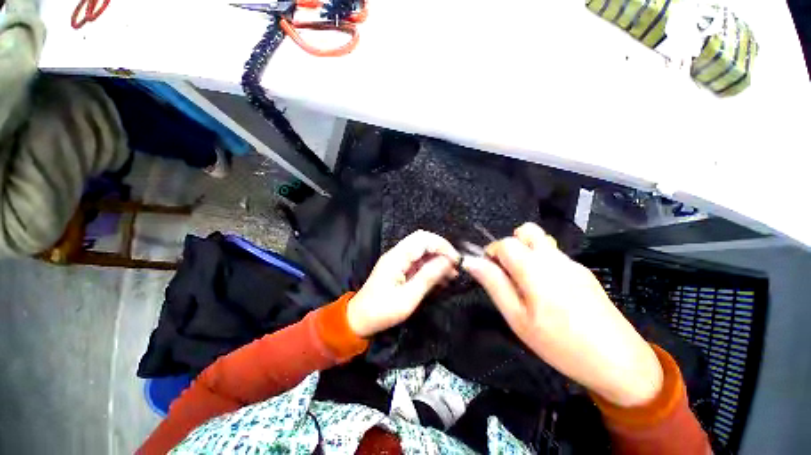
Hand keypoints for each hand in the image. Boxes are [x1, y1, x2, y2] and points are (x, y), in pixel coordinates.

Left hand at [347, 230, 459, 337]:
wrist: (359, 319)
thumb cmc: (382, 311)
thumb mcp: (408, 298)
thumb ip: (428, 277)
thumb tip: (448, 261)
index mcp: (397, 257)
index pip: (423, 239)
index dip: (442, 246)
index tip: (456, 260)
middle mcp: (397, 254)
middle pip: (423, 240)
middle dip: (441, 250)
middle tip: (455, 266)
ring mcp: (398, 260)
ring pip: (422, 250)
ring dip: (438, 259)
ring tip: (452, 275)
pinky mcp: (399, 268)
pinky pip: (418, 261)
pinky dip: (431, 267)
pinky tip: (441, 278)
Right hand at [463, 223, 662, 407]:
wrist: (620, 363)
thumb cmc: (560, 344)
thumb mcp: (518, 318)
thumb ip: (494, 284)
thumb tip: (472, 262)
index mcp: (535, 268)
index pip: (505, 242)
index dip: (492, 252)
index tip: (490, 271)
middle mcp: (554, 258)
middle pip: (526, 231)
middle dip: (510, 245)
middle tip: (508, 272)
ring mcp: (572, 263)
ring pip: (541, 242)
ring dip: (526, 253)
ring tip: (526, 283)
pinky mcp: (584, 272)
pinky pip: (555, 255)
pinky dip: (542, 262)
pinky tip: (549, 292)